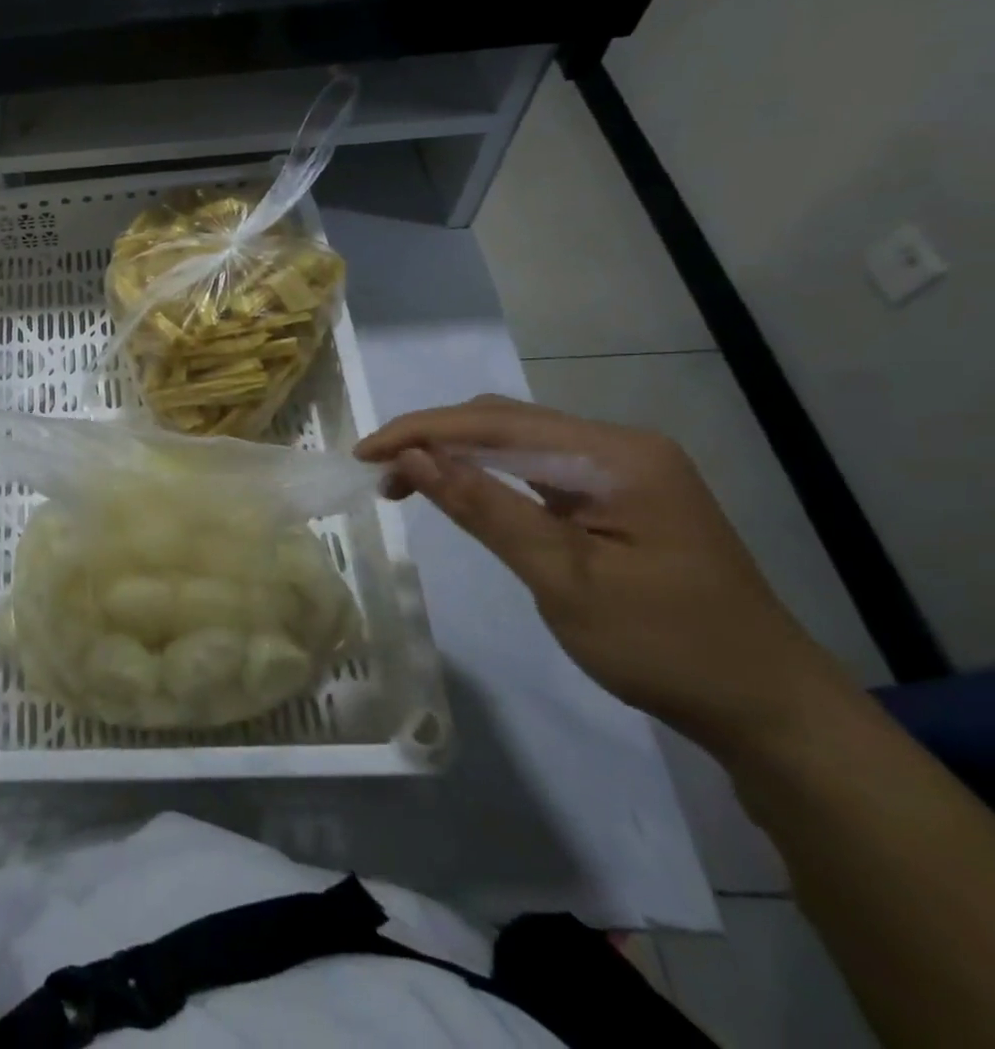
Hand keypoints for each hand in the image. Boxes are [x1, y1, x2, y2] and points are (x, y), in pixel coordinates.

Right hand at [356, 395, 854, 757]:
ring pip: (515, 441)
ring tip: (403, 483)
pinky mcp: (616, 496)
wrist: (770, 710)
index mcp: (615, 455)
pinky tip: (459, 492)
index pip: (494, 422)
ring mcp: (621, 470)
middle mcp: (618, 446)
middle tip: (379, 475)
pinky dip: (486, 475)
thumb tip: (411, 457)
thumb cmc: (666, 647)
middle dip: (432, 439)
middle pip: (502, 421)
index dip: (419, 431)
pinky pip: (535, 468)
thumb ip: (484, 508)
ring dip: (455, 455)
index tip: (362, 454)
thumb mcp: (563, 578)